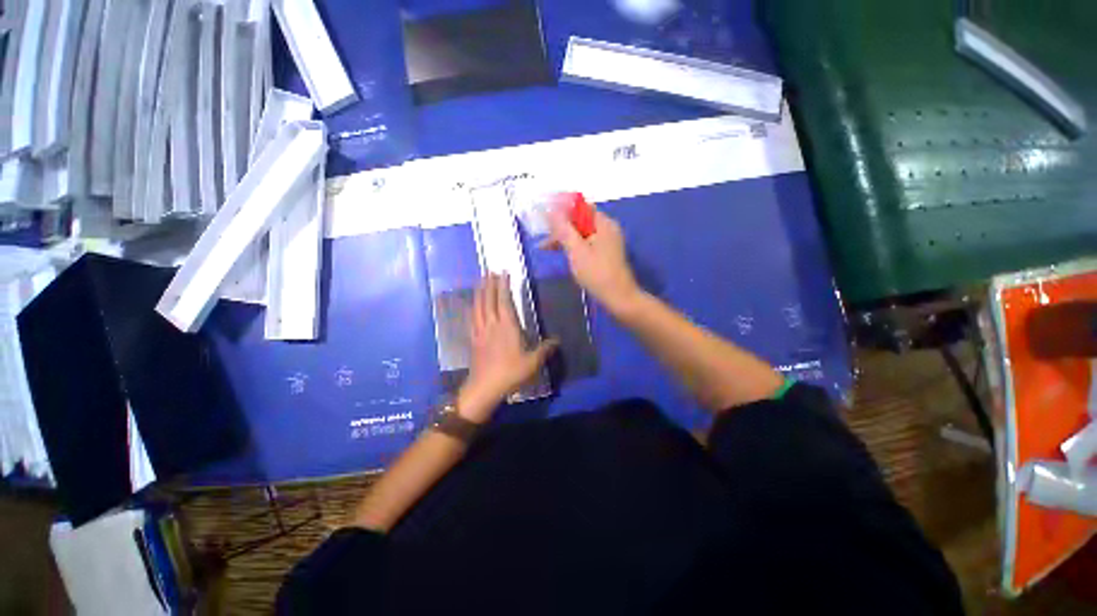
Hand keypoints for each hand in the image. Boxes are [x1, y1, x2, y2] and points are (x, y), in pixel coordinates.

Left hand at [460, 274, 557, 420]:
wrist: (485, 387)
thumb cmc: (510, 373)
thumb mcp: (532, 362)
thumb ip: (545, 349)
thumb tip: (557, 340)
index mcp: (507, 326)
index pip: (504, 300)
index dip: (503, 285)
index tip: (503, 273)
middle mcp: (492, 324)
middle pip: (489, 300)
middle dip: (490, 284)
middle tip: (490, 271)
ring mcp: (481, 331)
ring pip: (479, 306)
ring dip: (480, 292)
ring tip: (480, 281)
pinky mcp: (474, 339)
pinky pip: (472, 318)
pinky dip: (473, 307)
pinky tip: (472, 304)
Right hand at [544, 203, 640, 314]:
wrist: (618, 298)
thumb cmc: (596, 273)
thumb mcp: (576, 250)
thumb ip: (563, 229)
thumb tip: (551, 210)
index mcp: (603, 223)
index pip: (580, 207)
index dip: (562, 210)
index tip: (545, 219)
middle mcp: (607, 228)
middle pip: (580, 221)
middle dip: (560, 228)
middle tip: (543, 239)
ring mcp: (608, 242)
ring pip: (582, 233)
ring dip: (565, 239)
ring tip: (546, 248)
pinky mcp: (606, 254)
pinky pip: (586, 244)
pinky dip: (574, 247)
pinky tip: (563, 254)